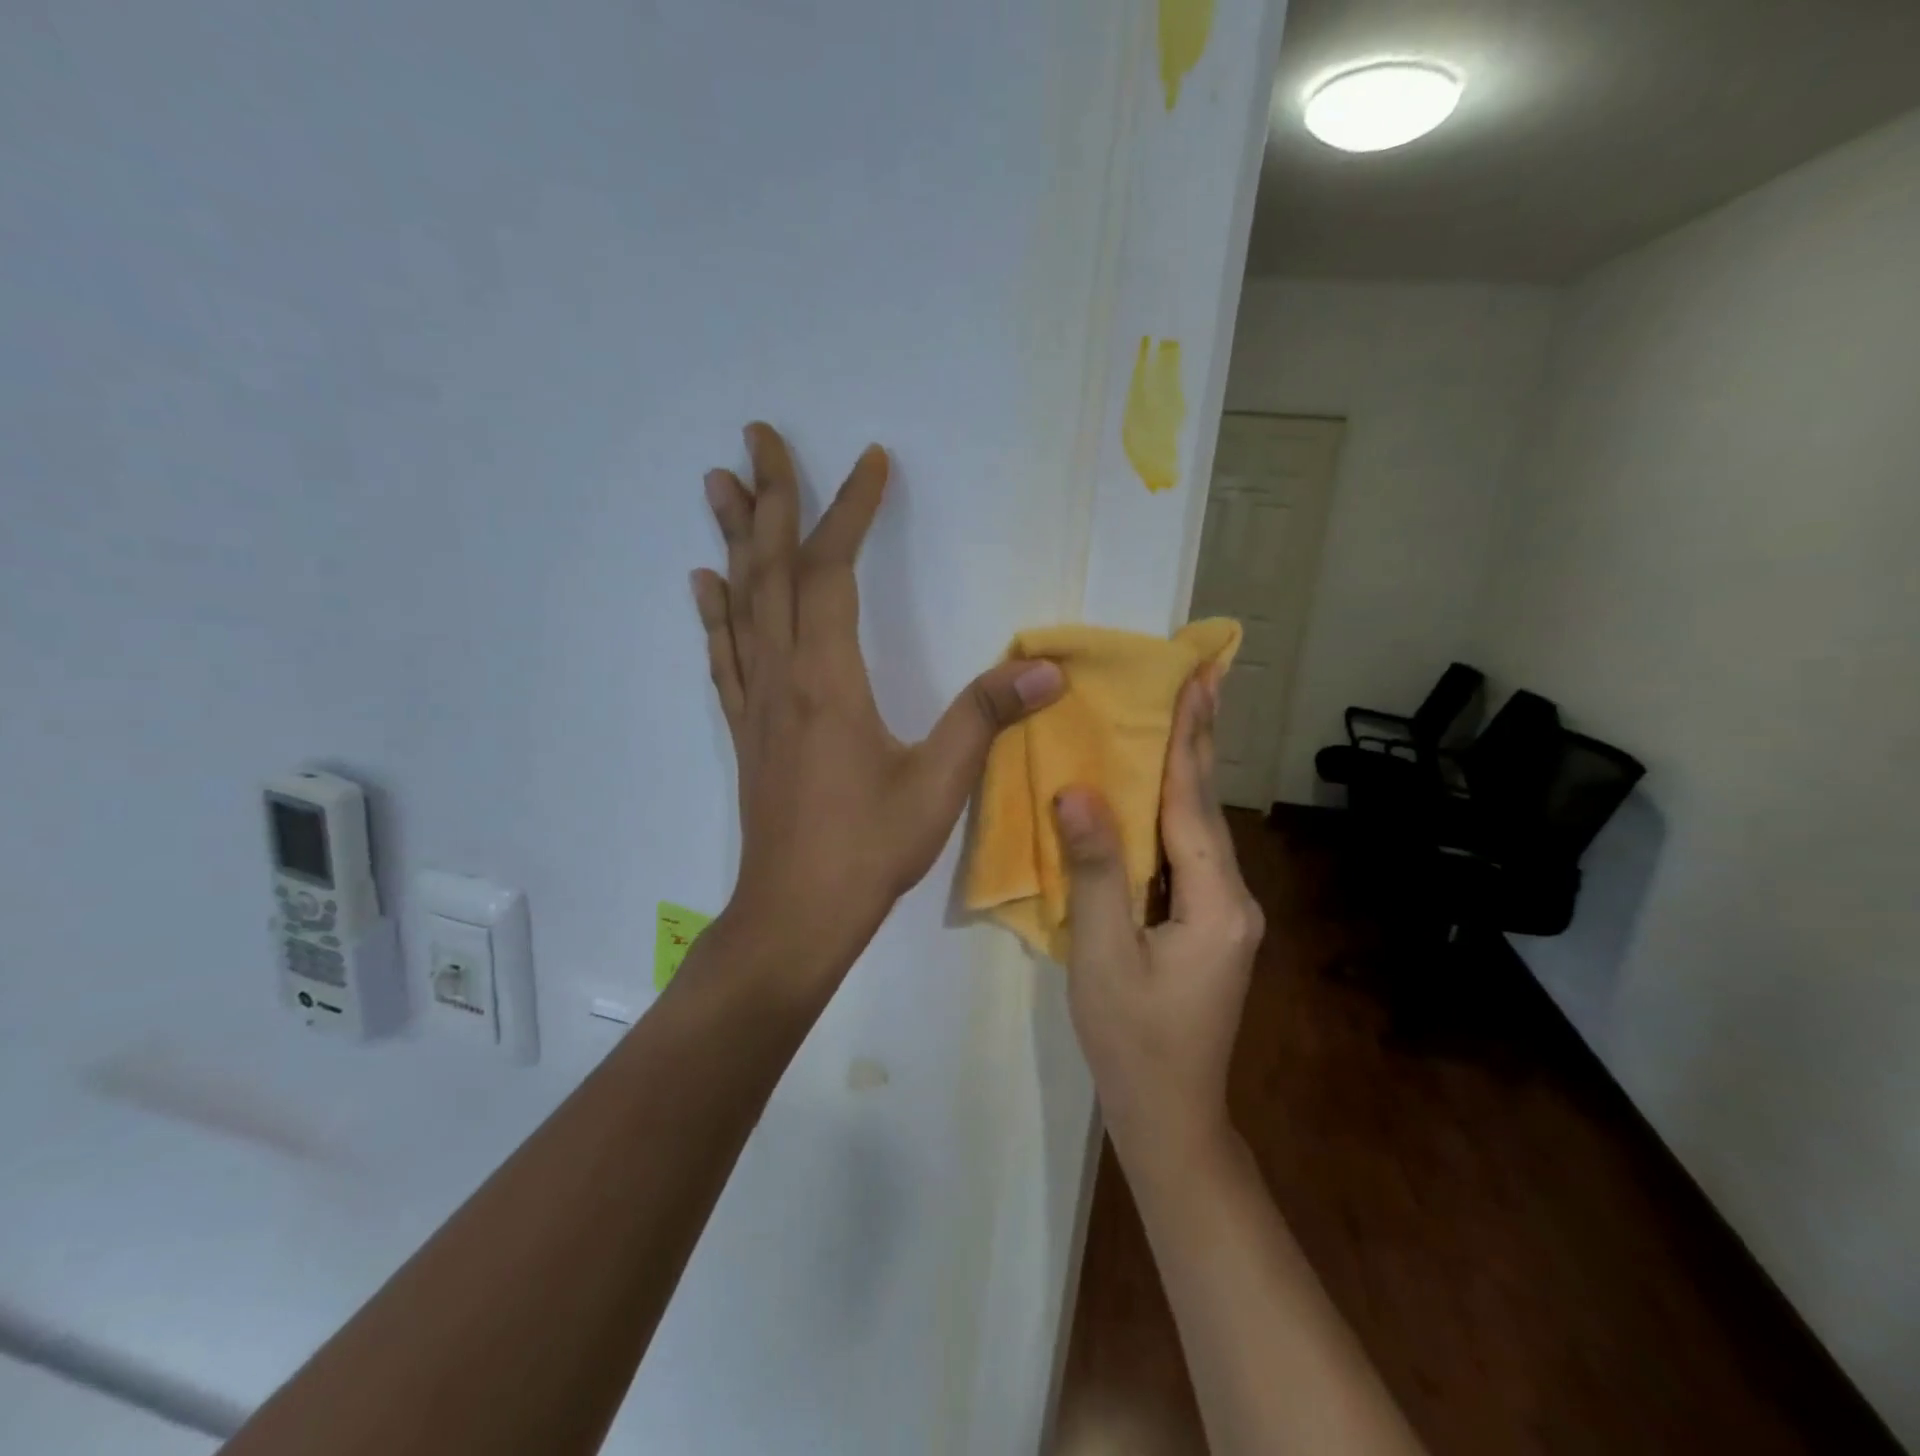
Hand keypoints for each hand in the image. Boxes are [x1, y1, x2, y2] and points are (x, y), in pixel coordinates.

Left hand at [691, 423, 1064, 986]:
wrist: (794, 913)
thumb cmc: (866, 850)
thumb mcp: (939, 785)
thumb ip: (985, 718)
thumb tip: (1045, 667)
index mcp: (827, 679)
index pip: (831, 571)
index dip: (849, 510)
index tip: (869, 462)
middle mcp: (782, 676)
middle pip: (770, 569)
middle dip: (769, 497)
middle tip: (756, 436)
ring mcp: (757, 701)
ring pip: (740, 602)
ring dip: (732, 539)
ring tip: (718, 484)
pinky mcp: (748, 728)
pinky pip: (726, 654)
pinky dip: (716, 612)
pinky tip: (705, 584)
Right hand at [1054, 671, 1264, 1171]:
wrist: (1169, 1118)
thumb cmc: (1132, 1041)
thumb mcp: (1101, 955)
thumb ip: (1094, 871)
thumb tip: (1076, 792)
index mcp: (1215, 903)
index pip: (1194, 805)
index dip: (1188, 741)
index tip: (1196, 681)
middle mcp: (1232, 900)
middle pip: (1206, 808)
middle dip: (1199, 742)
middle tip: (1200, 679)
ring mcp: (1224, 914)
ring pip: (1198, 830)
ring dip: (1185, 774)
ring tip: (1178, 719)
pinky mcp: (1207, 926)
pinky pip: (1186, 856)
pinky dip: (1170, 814)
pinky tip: (1153, 795)